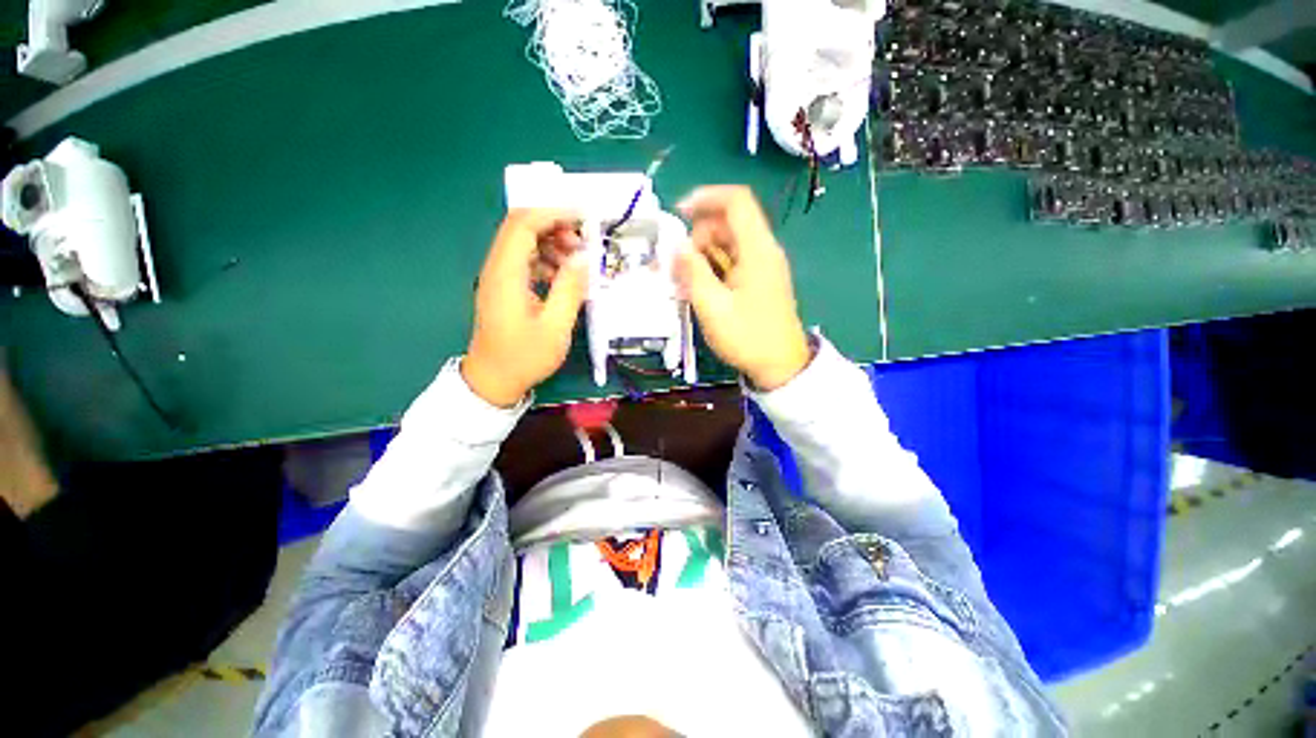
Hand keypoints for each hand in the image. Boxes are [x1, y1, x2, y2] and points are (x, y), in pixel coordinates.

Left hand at [463, 209, 587, 406]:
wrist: (494, 379)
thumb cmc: (525, 356)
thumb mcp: (555, 326)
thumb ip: (570, 288)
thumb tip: (584, 258)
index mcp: (506, 274)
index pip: (523, 224)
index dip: (552, 212)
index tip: (582, 216)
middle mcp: (497, 268)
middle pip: (521, 228)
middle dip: (555, 226)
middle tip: (583, 244)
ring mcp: (498, 277)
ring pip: (523, 243)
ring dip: (552, 244)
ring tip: (576, 262)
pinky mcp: (504, 287)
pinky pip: (524, 261)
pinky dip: (546, 260)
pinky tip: (562, 276)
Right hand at [675, 186, 810, 391]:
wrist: (780, 366)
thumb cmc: (747, 337)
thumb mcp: (712, 307)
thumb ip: (692, 272)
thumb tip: (677, 246)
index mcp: (757, 250)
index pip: (736, 201)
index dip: (707, 198)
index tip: (679, 212)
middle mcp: (763, 251)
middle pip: (728, 223)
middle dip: (698, 237)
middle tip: (679, 266)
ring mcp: (762, 266)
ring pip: (727, 244)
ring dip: (702, 255)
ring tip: (685, 283)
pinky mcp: (758, 281)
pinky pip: (731, 262)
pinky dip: (712, 269)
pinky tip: (699, 289)